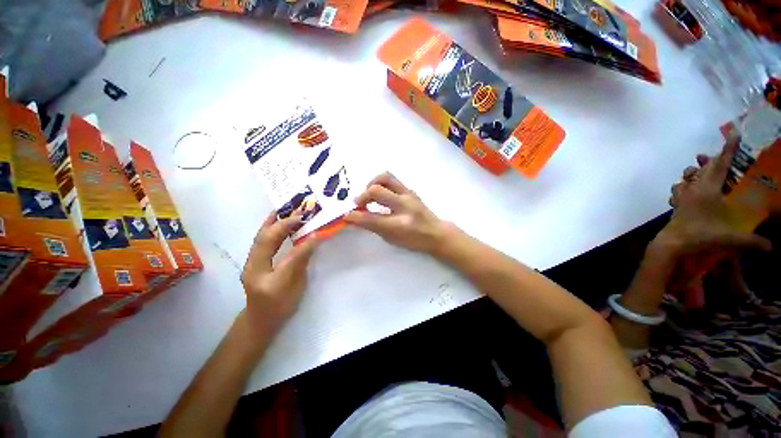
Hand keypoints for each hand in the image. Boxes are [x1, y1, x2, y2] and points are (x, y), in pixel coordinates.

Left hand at [241, 212, 318, 331]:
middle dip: (281, 223)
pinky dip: (269, 228)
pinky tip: (276, 221)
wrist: (261, 320)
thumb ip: (303, 261)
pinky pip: (261, 241)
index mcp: (266, 278)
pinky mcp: (253, 261)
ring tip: (285, 209)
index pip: (284, 253)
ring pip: (260, 237)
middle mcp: (253, 267)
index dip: (300, 238)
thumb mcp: (296, 286)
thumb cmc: (281, 306)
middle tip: (297, 211)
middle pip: (265, 240)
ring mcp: (251, 263)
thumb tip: (314, 239)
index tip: (313, 226)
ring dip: (273, 222)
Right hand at [345, 172, 446, 253]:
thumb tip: (355, 218)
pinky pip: (392, 180)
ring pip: (386, 177)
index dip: (355, 216)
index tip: (346, 215)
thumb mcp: (392, 239)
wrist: (437, 232)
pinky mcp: (410, 189)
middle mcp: (405, 206)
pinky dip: (381, 185)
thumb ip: (373, 227)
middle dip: (362, 195)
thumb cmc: (414, 240)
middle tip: (359, 203)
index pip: (371, 218)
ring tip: (369, 194)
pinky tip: (381, 195)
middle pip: (377, 190)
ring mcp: (409, 194)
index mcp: (400, 224)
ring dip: (372, 184)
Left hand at [657, 138, 771, 256]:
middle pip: (705, 168)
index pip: (721, 165)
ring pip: (688, 177)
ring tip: (706, 172)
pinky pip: (679, 189)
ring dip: (697, 172)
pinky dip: (685, 185)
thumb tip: (772, 247)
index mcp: (708, 190)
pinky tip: (689, 190)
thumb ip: (752, 241)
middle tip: (728, 155)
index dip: (728, 149)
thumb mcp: (730, 239)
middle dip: (717, 159)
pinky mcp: (676, 204)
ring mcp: (682, 196)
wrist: (672, 243)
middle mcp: (693, 188)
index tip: (734, 134)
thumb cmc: (700, 236)